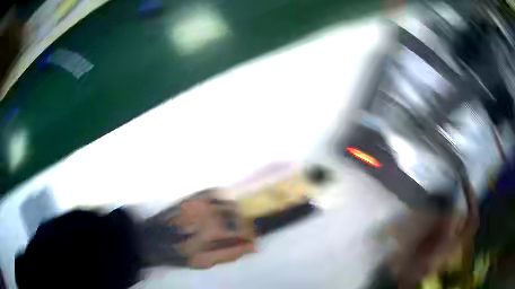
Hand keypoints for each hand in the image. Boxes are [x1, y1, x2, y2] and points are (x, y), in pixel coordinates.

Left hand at [176, 192, 254, 268]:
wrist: (155, 238)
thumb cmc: (181, 253)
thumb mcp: (206, 261)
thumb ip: (231, 254)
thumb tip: (253, 247)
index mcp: (213, 231)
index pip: (243, 230)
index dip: (250, 236)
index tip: (251, 240)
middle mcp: (209, 213)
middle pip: (239, 214)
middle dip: (244, 225)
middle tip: (241, 233)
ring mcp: (201, 201)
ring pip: (229, 202)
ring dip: (236, 213)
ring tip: (231, 223)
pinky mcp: (194, 196)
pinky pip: (216, 192)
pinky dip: (224, 200)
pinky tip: (221, 209)